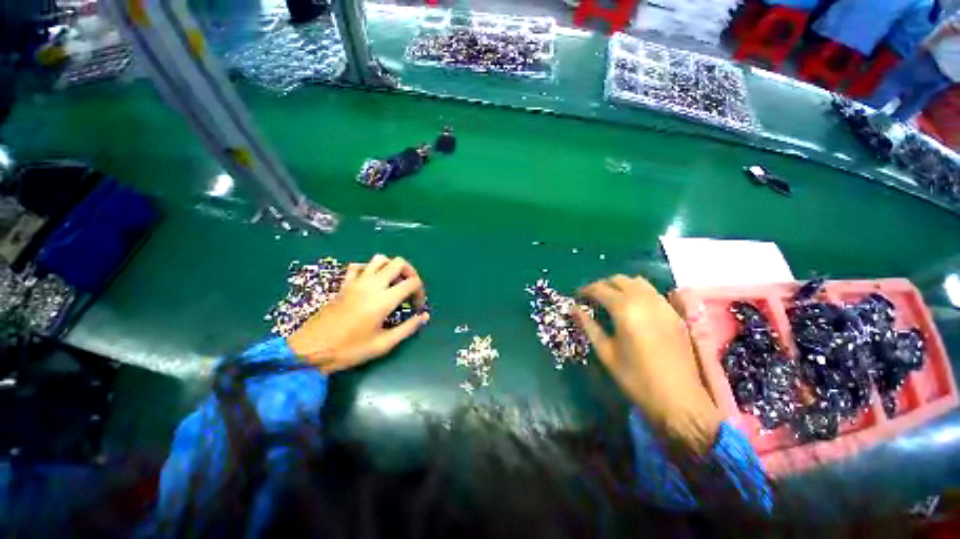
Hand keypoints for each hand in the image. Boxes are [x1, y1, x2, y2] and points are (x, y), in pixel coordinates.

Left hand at [287, 254, 429, 372]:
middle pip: (399, 263)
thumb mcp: (384, 344)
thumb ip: (408, 328)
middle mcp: (372, 284)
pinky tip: (371, 282)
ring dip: (391, 267)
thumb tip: (424, 316)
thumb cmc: (349, 350)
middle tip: (409, 289)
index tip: (416, 306)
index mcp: (384, 299)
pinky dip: (369, 269)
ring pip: (380, 259)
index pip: (412, 283)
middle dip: (410, 273)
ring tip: (392, 284)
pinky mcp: (344, 284)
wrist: (311, 350)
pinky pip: (359, 266)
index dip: (420, 292)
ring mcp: (356, 281)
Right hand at [575, 275, 721, 455]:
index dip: (585, 290)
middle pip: (619, 280)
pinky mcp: (675, 313)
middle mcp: (644, 300)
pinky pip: (653, 292)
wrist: (679, 400)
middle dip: (602, 285)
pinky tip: (634, 307)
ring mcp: (663, 305)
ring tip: (612, 299)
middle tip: (593, 298)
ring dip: (621, 285)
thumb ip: (588, 326)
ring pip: (638, 282)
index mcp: (625, 309)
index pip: (600, 289)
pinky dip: (638, 292)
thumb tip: (574, 309)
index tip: (577, 297)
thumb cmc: (636, 378)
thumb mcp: (605, 352)